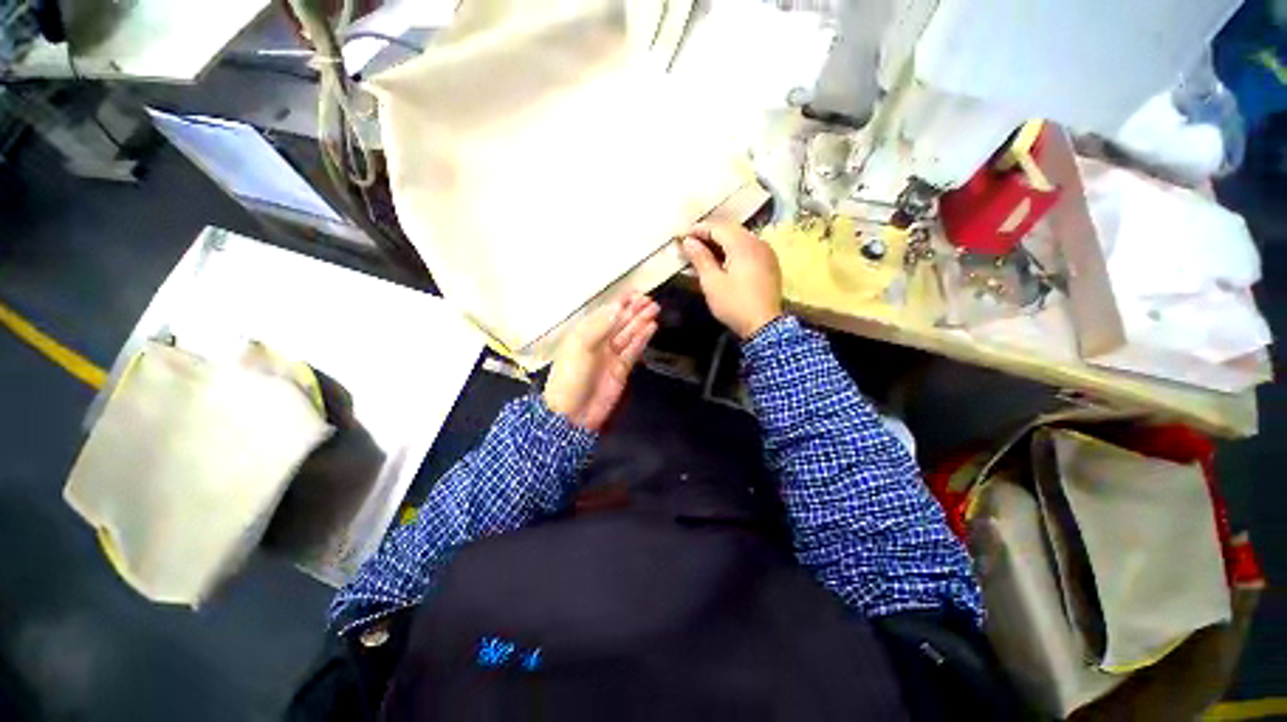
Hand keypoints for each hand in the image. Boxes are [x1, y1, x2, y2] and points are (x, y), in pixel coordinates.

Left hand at [544, 293, 658, 431]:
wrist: (572, 414)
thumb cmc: (570, 377)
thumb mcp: (579, 347)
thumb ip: (599, 326)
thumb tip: (617, 307)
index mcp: (584, 334)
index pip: (605, 313)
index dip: (620, 303)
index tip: (635, 293)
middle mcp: (598, 342)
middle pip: (619, 322)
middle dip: (634, 311)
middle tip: (650, 300)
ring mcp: (611, 356)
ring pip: (628, 334)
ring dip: (640, 322)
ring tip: (654, 310)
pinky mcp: (621, 370)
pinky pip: (633, 350)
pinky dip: (642, 339)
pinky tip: (651, 328)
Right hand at [681, 221, 782, 338]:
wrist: (764, 326)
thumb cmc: (734, 304)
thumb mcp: (712, 282)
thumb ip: (700, 258)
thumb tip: (688, 241)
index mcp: (742, 245)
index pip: (718, 227)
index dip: (698, 229)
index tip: (682, 235)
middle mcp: (757, 242)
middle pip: (731, 230)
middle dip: (710, 234)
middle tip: (691, 242)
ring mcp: (767, 252)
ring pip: (741, 238)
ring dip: (722, 242)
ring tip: (704, 251)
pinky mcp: (770, 264)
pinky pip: (749, 248)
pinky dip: (734, 250)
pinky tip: (724, 260)